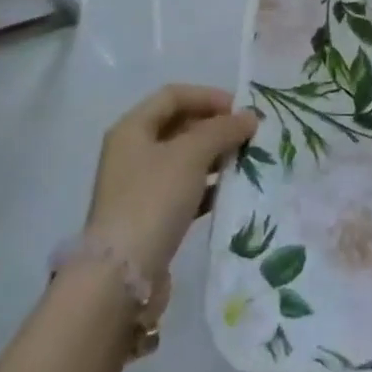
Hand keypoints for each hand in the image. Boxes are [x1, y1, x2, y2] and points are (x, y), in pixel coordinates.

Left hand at [87, 85, 257, 276]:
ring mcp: (140, 186)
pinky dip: (208, 186)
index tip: (241, 109)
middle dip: (216, 127)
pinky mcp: (151, 217)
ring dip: (216, 156)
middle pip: (179, 126)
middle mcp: (132, 152)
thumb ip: (222, 130)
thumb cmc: (153, 200)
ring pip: (185, 159)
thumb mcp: (191, 154)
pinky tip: (232, 191)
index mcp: (132, 129)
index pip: (174, 95)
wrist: (121, 276)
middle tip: (249, 135)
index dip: (208, 96)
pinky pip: (185, 189)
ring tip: (247, 160)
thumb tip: (249, 117)